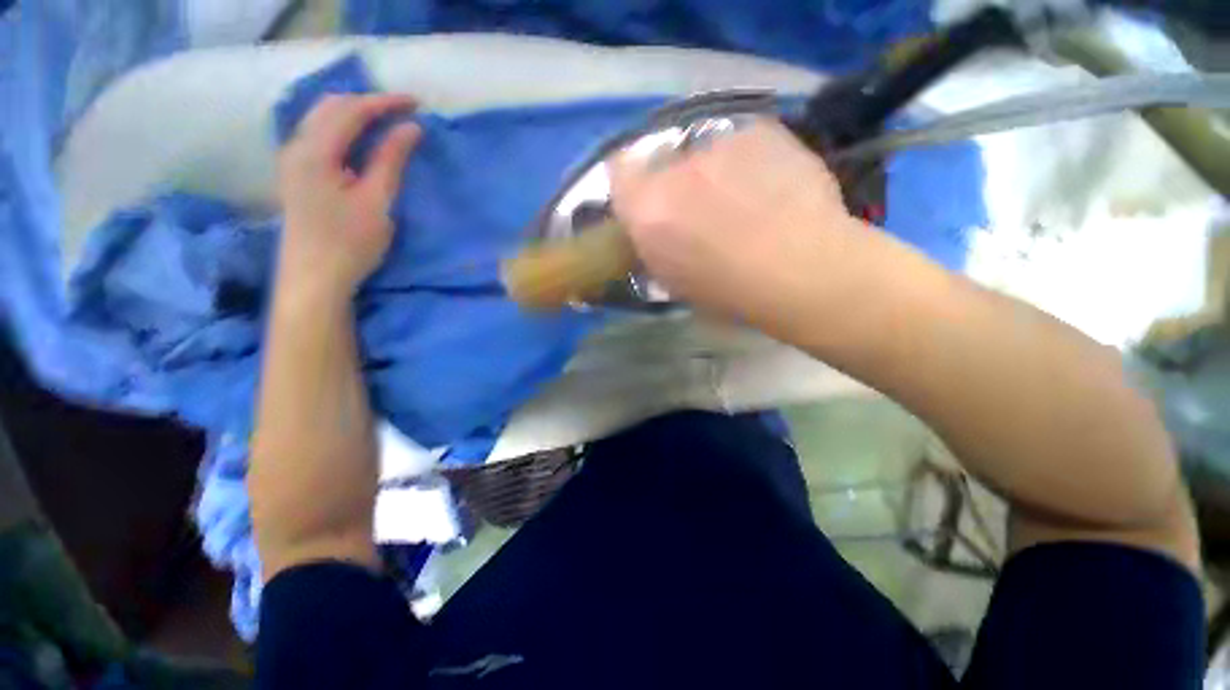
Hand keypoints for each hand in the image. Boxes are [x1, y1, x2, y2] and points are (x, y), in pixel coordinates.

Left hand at [276, 93, 421, 296]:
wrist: (313, 278)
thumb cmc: (349, 243)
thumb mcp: (376, 202)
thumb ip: (390, 160)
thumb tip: (410, 128)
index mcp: (315, 151)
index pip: (351, 110)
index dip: (384, 103)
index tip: (416, 104)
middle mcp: (296, 146)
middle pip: (330, 106)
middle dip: (367, 103)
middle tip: (402, 112)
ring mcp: (292, 159)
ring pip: (321, 118)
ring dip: (353, 113)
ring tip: (385, 122)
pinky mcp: (296, 173)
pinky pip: (317, 135)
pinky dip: (342, 129)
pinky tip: (359, 140)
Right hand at [609, 120, 862, 328]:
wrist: (800, 270)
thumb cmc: (729, 292)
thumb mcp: (673, 281)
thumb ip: (652, 246)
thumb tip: (653, 230)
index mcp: (647, 209)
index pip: (618, 172)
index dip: (631, 185)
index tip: (645, 201)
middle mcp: (675, 168)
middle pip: (661, 160)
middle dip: (672, 182)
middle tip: (697, 208)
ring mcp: (719, 144)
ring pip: (702, 151)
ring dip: (710, 172)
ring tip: (741, 200)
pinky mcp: (760, 130)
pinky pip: (740, 143)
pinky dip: (747, 162)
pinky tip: (769, 187)